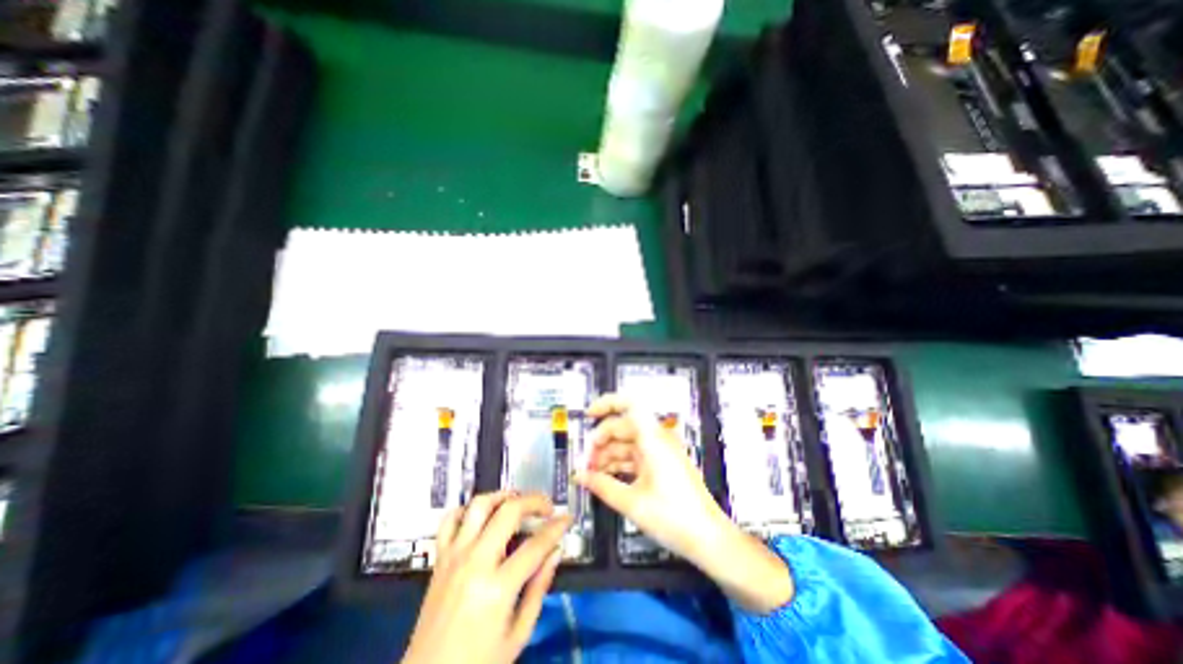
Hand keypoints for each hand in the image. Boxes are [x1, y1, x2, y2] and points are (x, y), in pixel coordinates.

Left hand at [404, 489, 574, 659]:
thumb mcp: (518, 635)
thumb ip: (539, 588)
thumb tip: (555, 552)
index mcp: (497, 588)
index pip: (536, 545)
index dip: (557, 527)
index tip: (567, 519)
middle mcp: (475, 562)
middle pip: (509, 511)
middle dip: (534, 501)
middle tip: (546, 508)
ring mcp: (454, 556)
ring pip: (479, 505)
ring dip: (503, 496)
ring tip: (517, 502)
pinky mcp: (440, 558)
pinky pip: (450, 519)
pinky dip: (468, 510)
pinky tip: (482, 516)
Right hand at [575, 392, 793, 615]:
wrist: (709, 539)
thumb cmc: (677, 518)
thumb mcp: (632, 503)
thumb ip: (602, 486)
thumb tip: (581, 476)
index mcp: (654, 440)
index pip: (631, 405)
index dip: (608, 403)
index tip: (590, 414)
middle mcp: (658, 440)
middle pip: (623, 427)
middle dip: (601, 441)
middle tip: (586, 462)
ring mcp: (661, 452)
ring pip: (627, 443)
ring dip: (608, 455)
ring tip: (592, 474)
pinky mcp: (662, 465)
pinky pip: (636, 456)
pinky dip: (620, 464)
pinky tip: (607, 478)